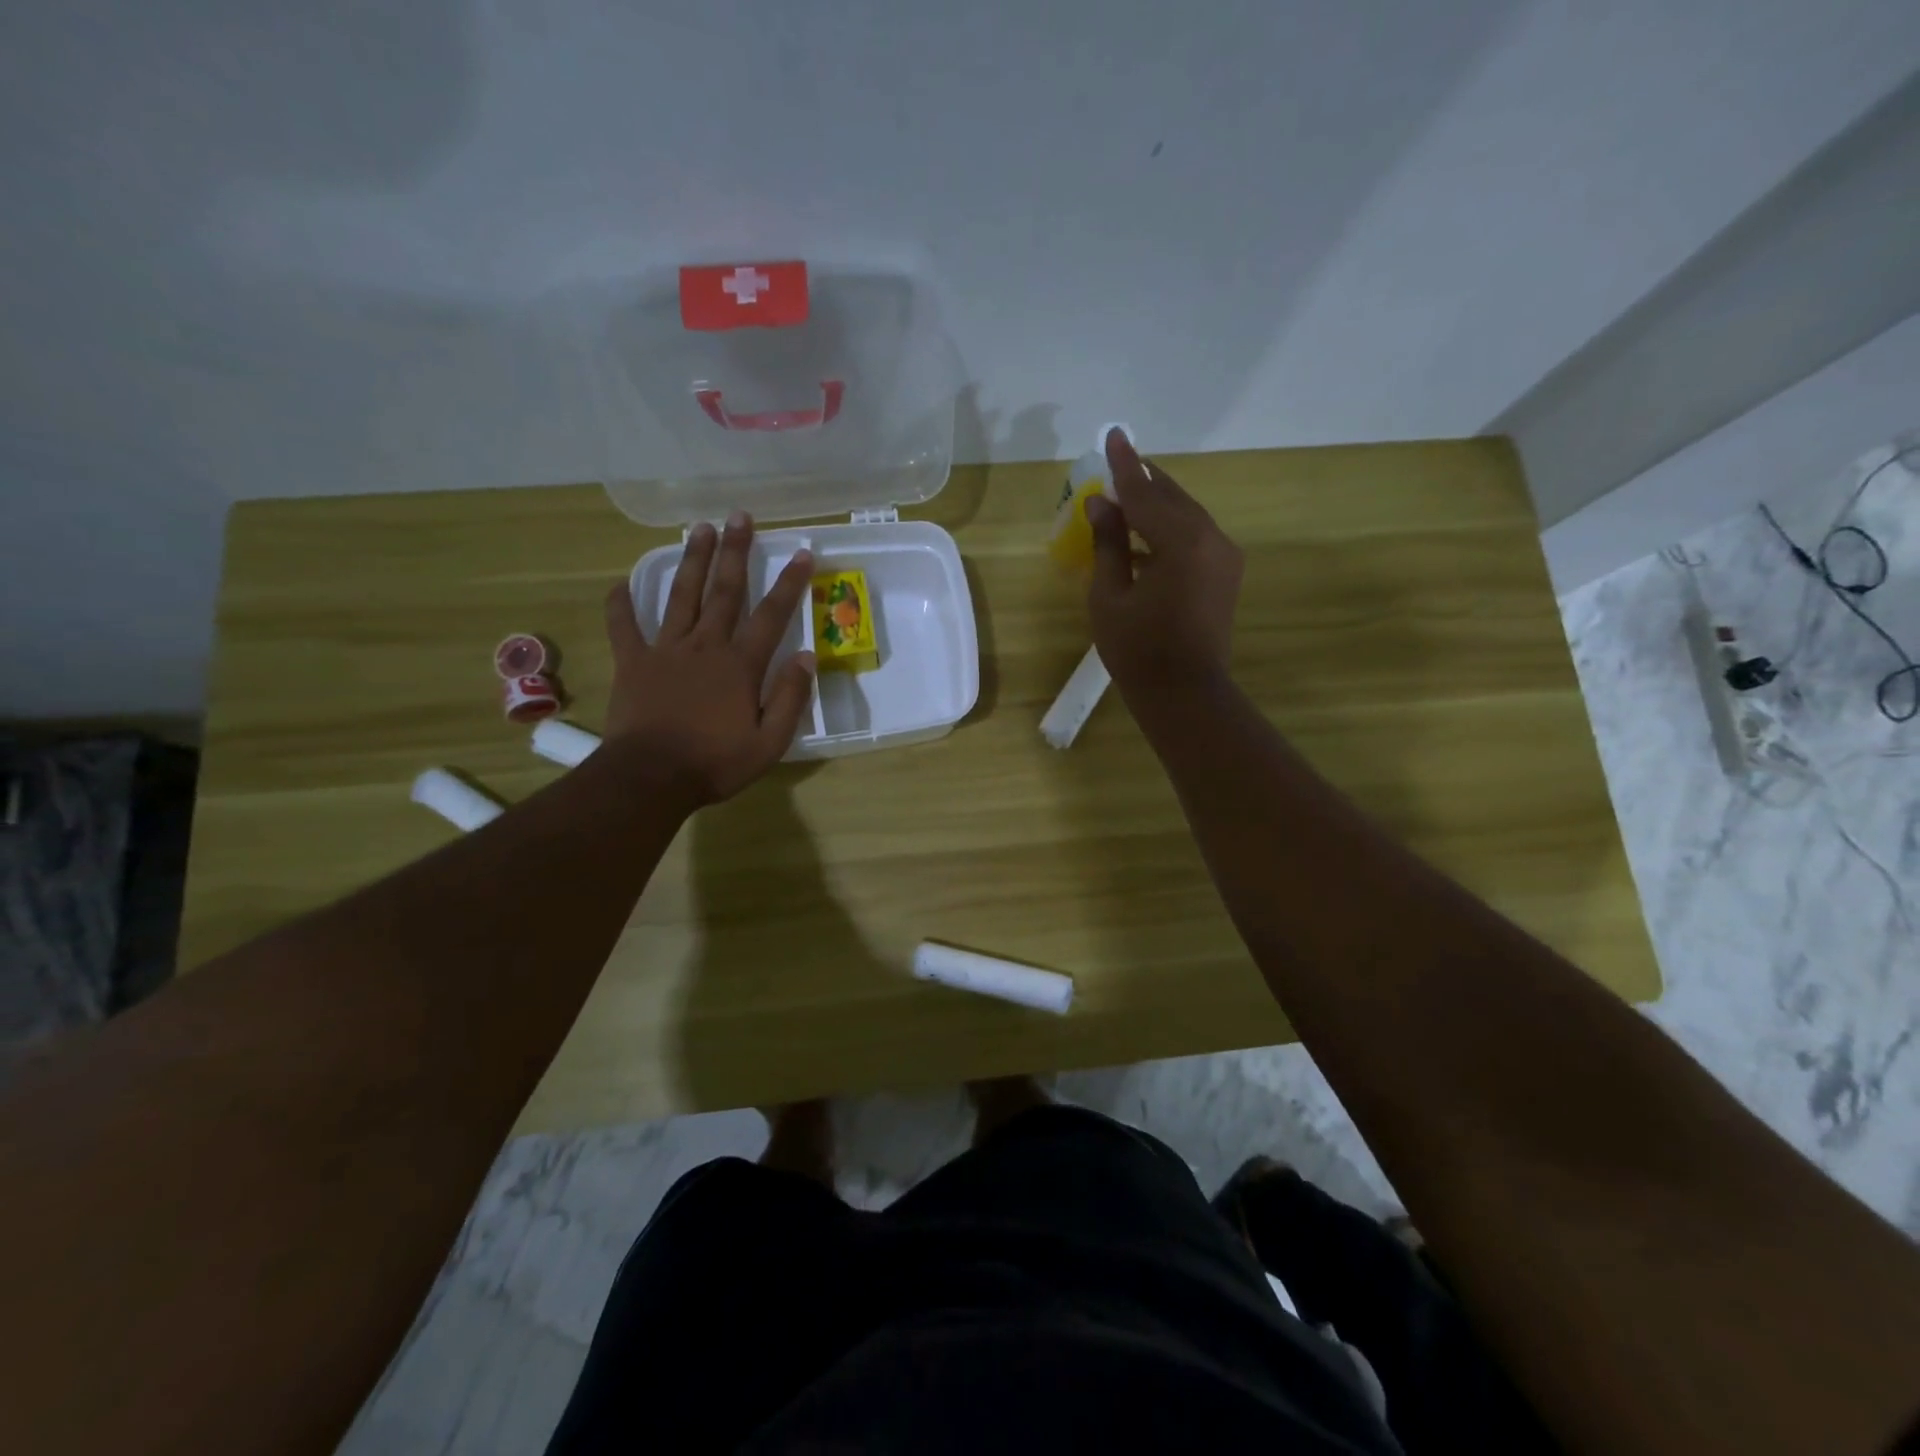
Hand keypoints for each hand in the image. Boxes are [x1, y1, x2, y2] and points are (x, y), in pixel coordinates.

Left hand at [603, 512, 816, 806]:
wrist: (650, 778)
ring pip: (682, 596)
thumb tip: (806, 657)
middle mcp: (705, 646)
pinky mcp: (634, 663)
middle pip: (725, 591)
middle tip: (740, 516)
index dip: (789, 583)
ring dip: (692, 561)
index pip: (771, 615)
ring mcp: (666, 650)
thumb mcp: (769, 742)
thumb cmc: (715, 763)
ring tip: (699, 528)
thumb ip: (790, 698)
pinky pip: (624, 627)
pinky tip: (619, 582)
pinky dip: (620, 604)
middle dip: (736, 552)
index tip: (802, 553)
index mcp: (740, 665)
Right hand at [1086, 429, 1242, 695]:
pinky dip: (1169, 528)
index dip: (1124, 467)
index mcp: (1182, 542)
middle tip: (1119, 462)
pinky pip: (1194, 536)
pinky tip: (1146, 533)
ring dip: (1157, 504)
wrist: (1185, 694)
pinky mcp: (1225, 573)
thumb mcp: (1110, 595)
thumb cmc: (1138, 650)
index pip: (1146, 494)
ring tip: (1128, 495)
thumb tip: (1101, 503)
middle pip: (1172, 498)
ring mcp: (1224, 556)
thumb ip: (1108, 543)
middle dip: (1144, 481)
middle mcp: (1212, 539)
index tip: (1113, 435)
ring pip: (1186, 515)